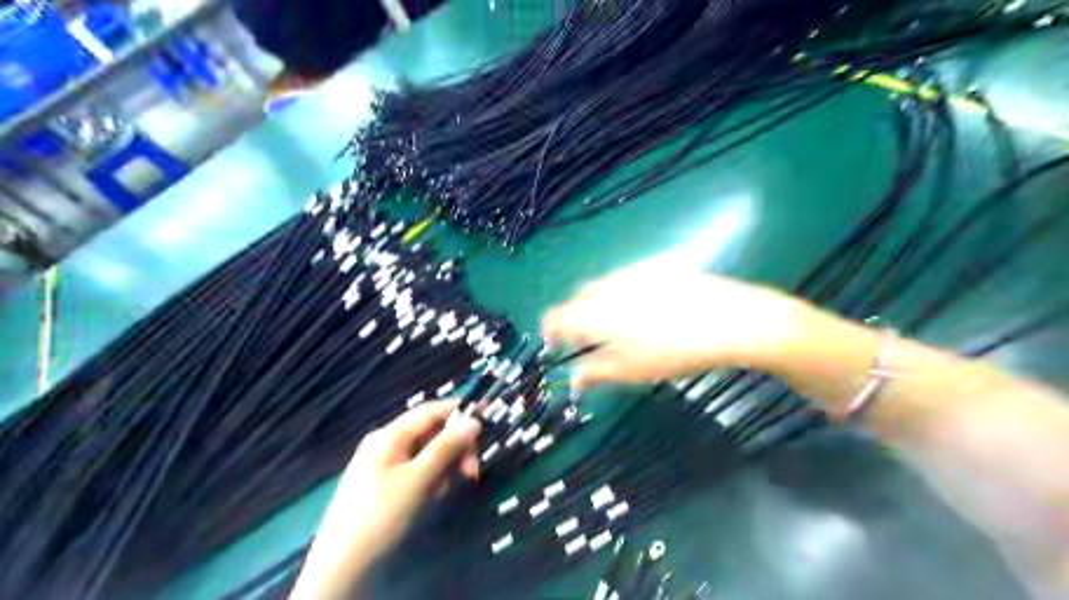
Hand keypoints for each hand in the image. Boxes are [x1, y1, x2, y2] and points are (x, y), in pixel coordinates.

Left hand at [338, 400, 481, 559]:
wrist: (341, 563)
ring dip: (442, 466)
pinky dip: (428, 478)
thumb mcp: (418, 479)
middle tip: (471, 470)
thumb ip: (446, 447)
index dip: (457, 410)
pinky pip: (414, 469)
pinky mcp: (382, 483)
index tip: (484, 416)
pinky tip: (431, 496)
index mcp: (389, 435)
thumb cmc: (381, 513)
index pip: (429, 411)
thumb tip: (473, 421)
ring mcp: (382, 463)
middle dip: (453, 448)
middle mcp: (385, 443)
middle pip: (429, 433)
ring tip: (444, 491)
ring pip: (424, 453)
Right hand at [544, 259, 811, 390]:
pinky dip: (623, 294)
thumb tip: (574, 379)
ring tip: (619, 326)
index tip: (557, 346)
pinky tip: (647, 310)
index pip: (556, 317)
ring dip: (599, 305)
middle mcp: (608, 286)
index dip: (550, 332)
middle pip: (578, 299)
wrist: (729, 320)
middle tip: (590, 341)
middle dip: (576, 319)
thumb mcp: (632, 370)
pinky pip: (627, 279)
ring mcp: (633, 273)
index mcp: (595, 312)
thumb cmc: (673, 351)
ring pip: (603, 287)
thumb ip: (596, 372)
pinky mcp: (657, 267)